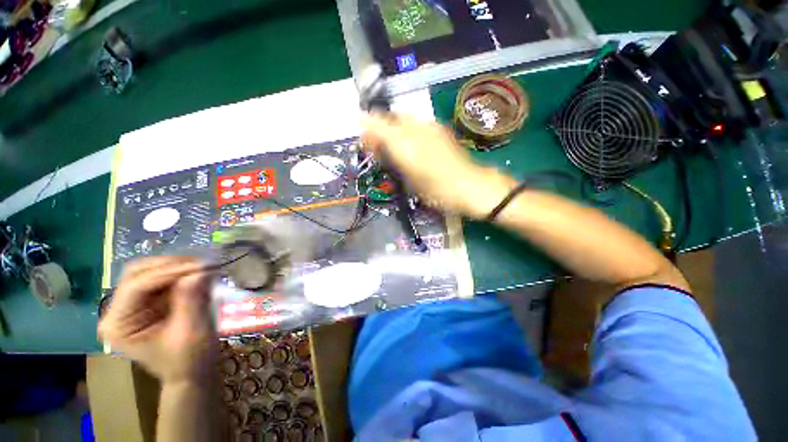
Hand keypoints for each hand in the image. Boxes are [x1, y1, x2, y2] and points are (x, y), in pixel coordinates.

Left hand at [98, 256, 217, 384]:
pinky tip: (200, 274)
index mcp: (118, 324)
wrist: (192, 372)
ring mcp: (133, 305)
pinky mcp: (149, 302)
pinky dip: (182, 273)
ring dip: (178, 266)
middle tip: (203, 264)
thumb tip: (199, 271)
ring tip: (204, 268)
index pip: (137, 285)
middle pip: (138, 273)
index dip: (169, 272)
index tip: (202, 266)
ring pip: (150, 271)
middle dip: (171, 265)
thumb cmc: (189, 360)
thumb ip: (191, 300)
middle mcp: (119, 311)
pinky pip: (163, 278)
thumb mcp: (191, 332)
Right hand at [361, 114, 514, 218]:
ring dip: (394, 128)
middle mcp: (416, 128)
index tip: (363, 139)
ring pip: (403, 117)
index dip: (366, 127)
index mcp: (405, 143)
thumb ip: (391, 158)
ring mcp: (430, 126)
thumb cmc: (436, 191)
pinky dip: (408, 130)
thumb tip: (377, 146)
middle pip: (390, 116)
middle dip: (380, 126)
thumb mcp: (408, 179)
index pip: (377, 123)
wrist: (470, 186)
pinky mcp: (440, 129)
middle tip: (379, 145)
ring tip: (394, 146)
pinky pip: (417, 123)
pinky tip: (412, 144)